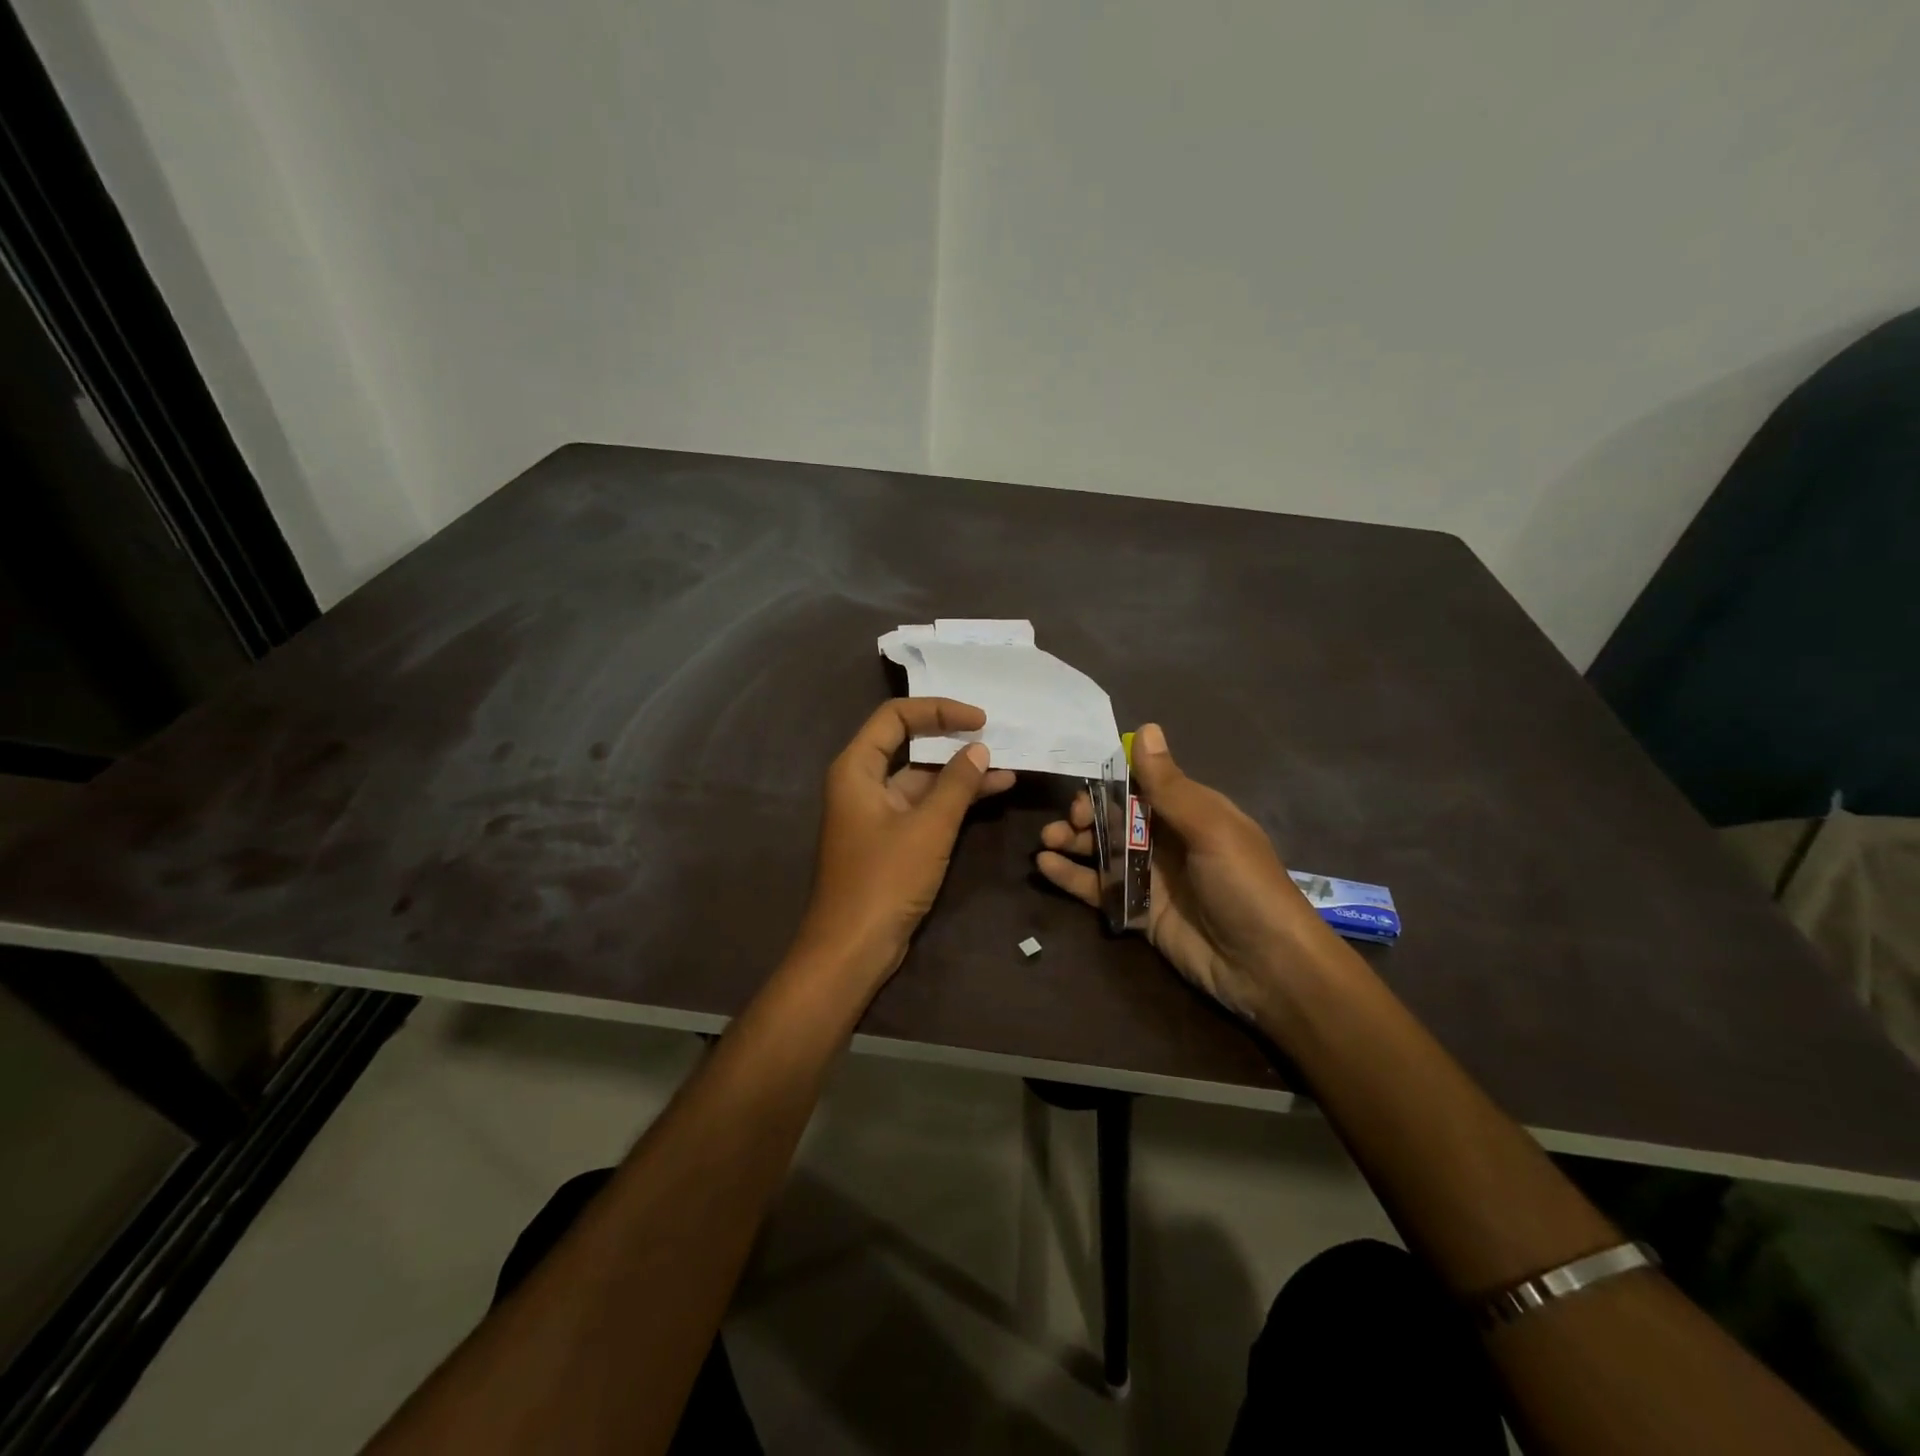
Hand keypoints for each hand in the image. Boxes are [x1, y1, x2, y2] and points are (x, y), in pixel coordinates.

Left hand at [792, 697, 1015, 987]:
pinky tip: (991, 794)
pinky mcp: (892, 839)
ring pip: (923, 779)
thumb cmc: (884, 880)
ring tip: (1007, 769)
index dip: (938, 710)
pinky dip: (954, 801)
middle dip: (952, 740)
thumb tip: (979, 750)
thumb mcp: (928, 827)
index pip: (896, 717)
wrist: (852, 948)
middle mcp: (863, 783)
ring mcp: (877, 813)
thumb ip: (956, 784)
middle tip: (995, 737)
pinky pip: (925, 807)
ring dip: (961, 774)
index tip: (979, 720)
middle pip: (909, 745)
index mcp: (857, 768)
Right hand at [1035, 722, 1332, 1021]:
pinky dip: (1070, 876)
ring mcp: (1151, 877)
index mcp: (1190, 812)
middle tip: (1067, 824)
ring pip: (1102, 850)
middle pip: (1115, 816)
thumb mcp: (1210, 829)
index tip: (1082, 784)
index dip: (1108, 781)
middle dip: (1085, 813)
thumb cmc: (1245, 886)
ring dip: (1072, 841)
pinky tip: (1044, 867)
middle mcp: (1167, 839)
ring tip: (1046, 841)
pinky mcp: (1137, 912)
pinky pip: (1098, 888)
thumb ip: (1169, 785)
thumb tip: (1146, 727)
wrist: (1267, 968)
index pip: (1141, 784)